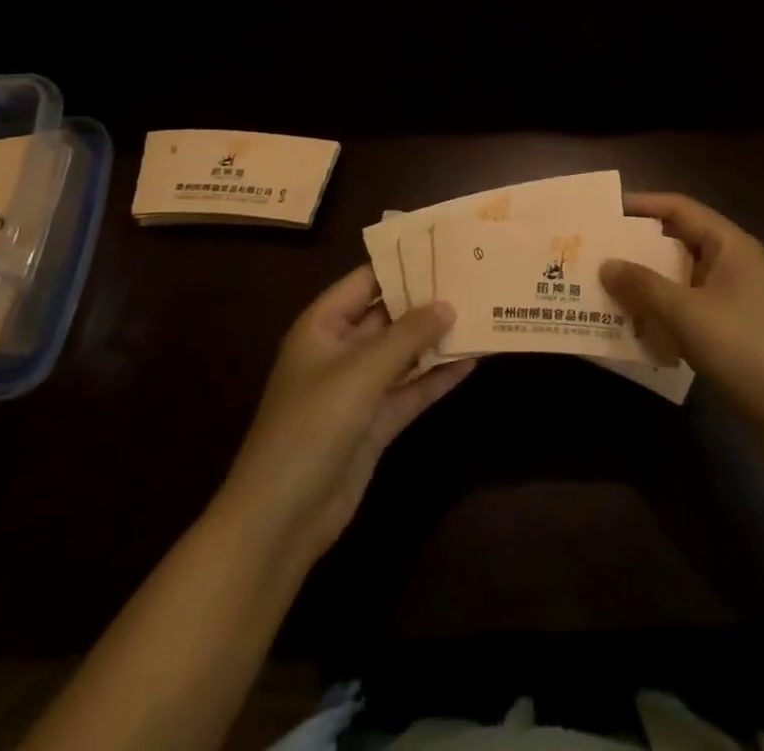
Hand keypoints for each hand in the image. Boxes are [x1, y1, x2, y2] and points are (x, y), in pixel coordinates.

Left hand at [216, 267, 472, 567]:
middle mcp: (341, 350)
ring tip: (481, 313)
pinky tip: (472, 361)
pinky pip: (411, 389)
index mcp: (323, 325)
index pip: (366, 280)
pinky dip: (437, 377)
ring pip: (404, 353)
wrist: (282, 518)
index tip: (445, 247)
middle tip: (474, 277)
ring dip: (437, 339)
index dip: (403, 263)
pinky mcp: (375, 422)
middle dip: (427, 300)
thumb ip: (407, 336)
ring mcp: (359, 388)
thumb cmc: (312, 425)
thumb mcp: (361, 371)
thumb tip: (448, 304)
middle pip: (389, 315)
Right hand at [602, 192, 763, 429]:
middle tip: (597, 249)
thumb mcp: (686, 312)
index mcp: (729, 244)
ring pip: (681, 276)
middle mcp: (732, 262)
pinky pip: (687, 305)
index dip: (642, 205)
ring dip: (647, 281)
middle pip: (679, 240)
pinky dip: (661, 308)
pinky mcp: (730, 327)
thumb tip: (605, 264)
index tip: (605, 210)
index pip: (679, 208)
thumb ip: (643, 285)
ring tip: (606, 285)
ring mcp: (733, 296)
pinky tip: (634, 322)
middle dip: (639, 246)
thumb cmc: (742, 346)